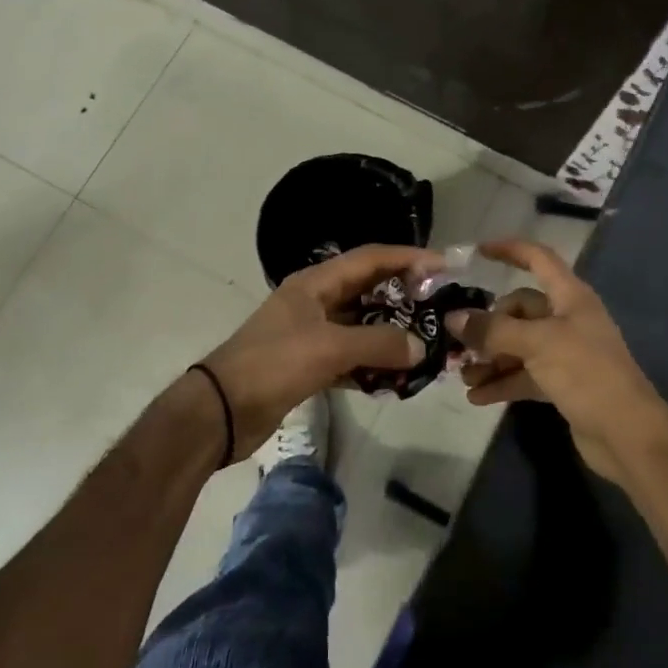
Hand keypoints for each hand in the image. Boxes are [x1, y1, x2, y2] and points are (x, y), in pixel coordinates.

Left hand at [200, 244, 434, 458]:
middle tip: (440, 307)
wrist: (222, 409)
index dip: (408, 258)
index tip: (444, 266)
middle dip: (404, 297)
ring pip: (361, 326)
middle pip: (368, 290)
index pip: (370, 259)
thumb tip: (420, 347)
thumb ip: (379, 344)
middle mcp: (315, 301)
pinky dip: (372, 364)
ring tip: (426, 344)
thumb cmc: (274, 364)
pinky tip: (396, 378)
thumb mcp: (330, 348)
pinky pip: (350, 356)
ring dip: (390, 334)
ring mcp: (311, 333)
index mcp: (315, 283)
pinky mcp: (309, 364)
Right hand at [447, 240, 661, 482]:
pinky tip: (476, 397)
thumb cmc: (586, 373)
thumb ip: (493, 330)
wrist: (627, 434)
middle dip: (487, 326)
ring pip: (518, 345)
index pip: (538, 259)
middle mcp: (567, 319)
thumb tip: (453, 318)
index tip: (477, 252)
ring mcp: (565, 353)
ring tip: (463, 376)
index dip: (510, 250)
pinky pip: (523, 375)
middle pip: (519, 310)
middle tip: (459, 343)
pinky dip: (502, 382)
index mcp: (570, 297)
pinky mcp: (561, 384)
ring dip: (490, 358)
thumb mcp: (537, 344)